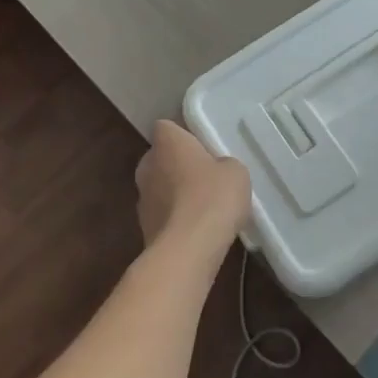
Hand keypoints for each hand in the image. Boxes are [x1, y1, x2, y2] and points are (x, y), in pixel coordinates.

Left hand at [135, 120, 251, 251]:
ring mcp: (142, 200)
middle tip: (206, 175)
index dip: (183, 135)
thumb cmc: (212, 197)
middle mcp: (147, 166)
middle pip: (160, 158)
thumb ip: (223, 164)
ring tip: (204, 207)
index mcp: (167, 143)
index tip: (202, 146)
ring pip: (159, 188)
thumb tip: (216, 171)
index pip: (166, 127)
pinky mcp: (143, 229)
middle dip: (178, 165)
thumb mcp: (235, 171)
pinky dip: (175, 219)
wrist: (188, 250)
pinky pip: (162, 215)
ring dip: (175, 194)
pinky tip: (197, 230)